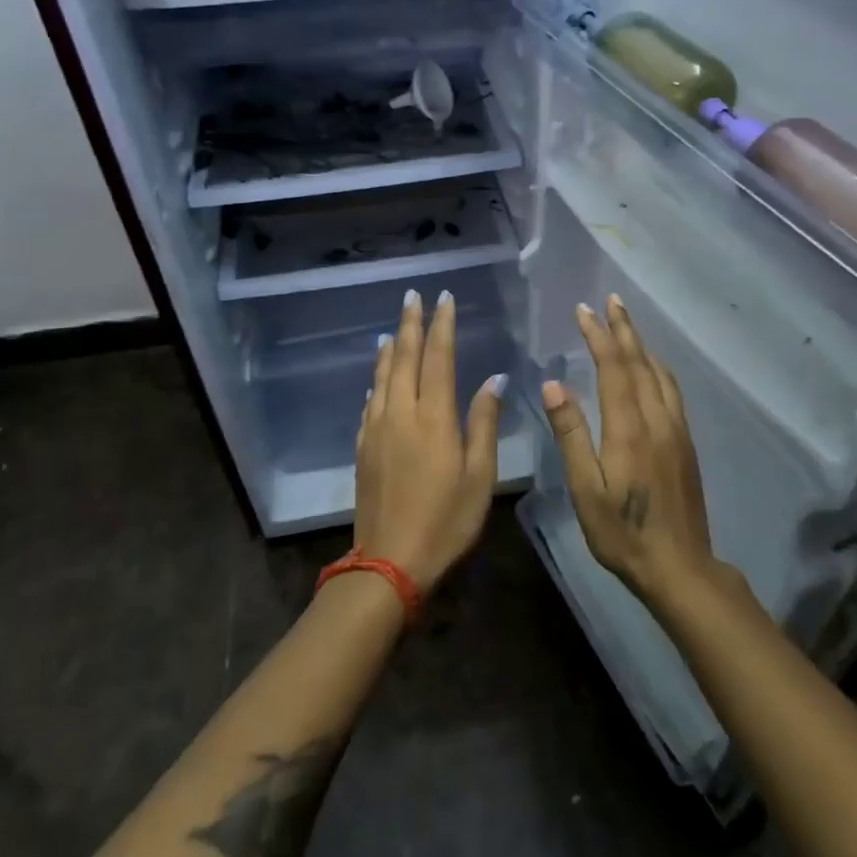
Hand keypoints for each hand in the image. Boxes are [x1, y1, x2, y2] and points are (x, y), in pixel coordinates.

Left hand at [354, 288, 505, 593]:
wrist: (389, 561)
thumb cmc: (446, 519)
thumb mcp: (479, 475)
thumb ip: (484, 423)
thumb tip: (493, 379)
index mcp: (433, 416)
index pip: (438, 357)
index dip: (442, 325)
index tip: (444, 298)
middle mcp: (400, 412)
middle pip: (404, 357)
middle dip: (411, 324)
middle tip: (413, 296)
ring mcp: (376, 428)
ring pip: (382, 376)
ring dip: (390, 348)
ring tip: (394, 328)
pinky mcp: (363, 446)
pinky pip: (370, 402)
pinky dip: (376, 381)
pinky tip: (377, 380)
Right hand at [541, 296, 717, 602]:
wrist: (680, 566)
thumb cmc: (622, 532)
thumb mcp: (585, 489)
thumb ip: (571, 434)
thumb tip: (554, 384)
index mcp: (629, 428)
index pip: (614, 368)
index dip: (599, 336)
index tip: (584, 310)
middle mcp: (657, 419)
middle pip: (641, 362)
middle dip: (624, 329)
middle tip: (611, 300)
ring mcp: (676, 430)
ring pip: (660, 374)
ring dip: (642, 344)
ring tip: (628, 324)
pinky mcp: (686, 443)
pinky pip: (671, 390)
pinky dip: (657, 367)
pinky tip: (651, 369)